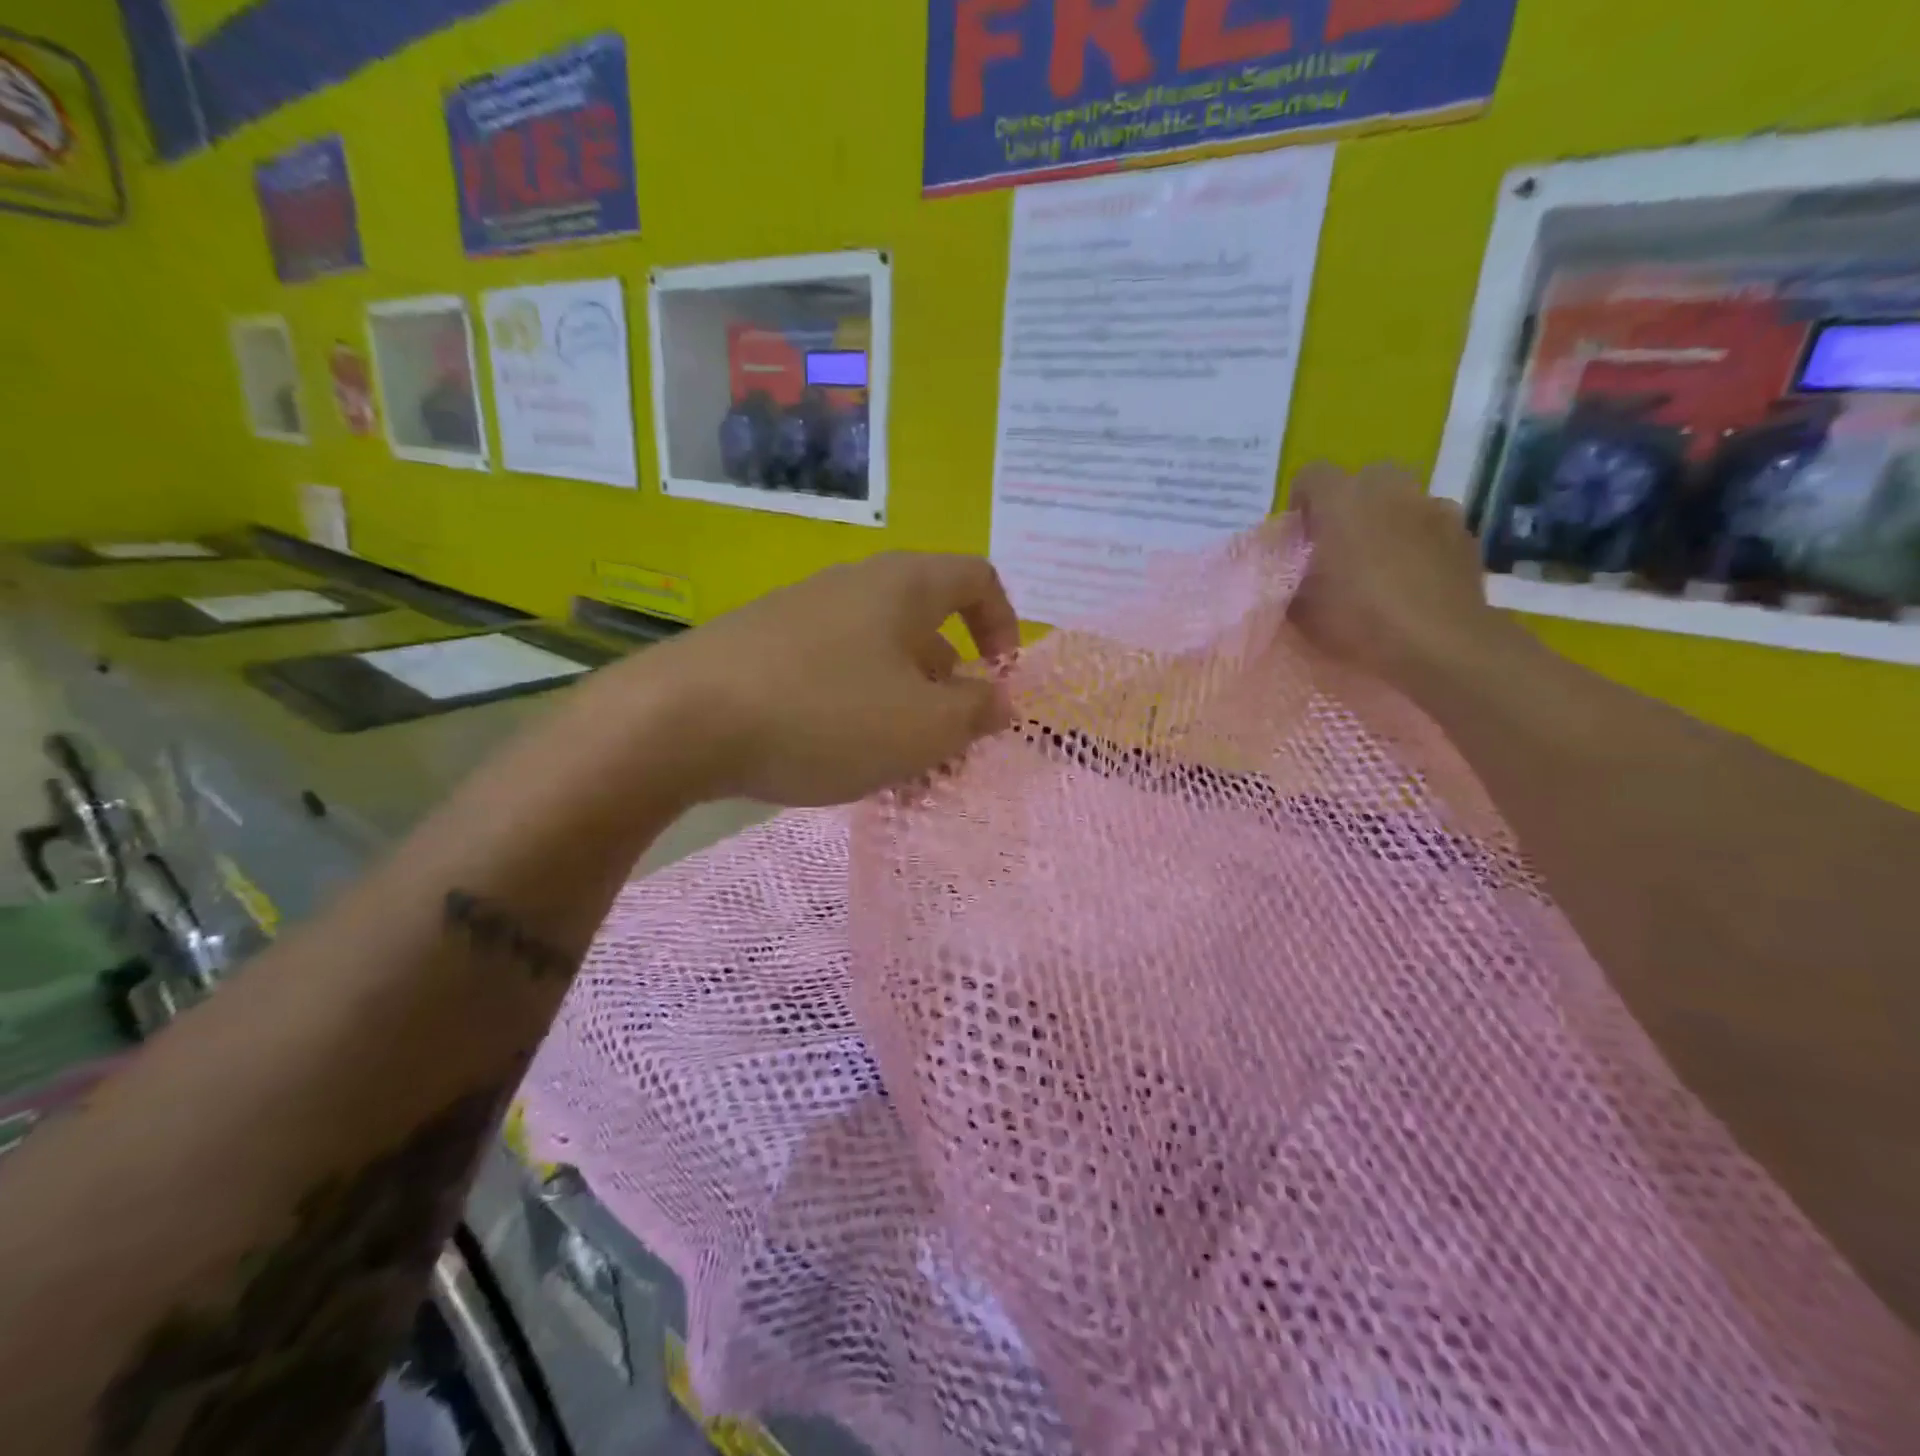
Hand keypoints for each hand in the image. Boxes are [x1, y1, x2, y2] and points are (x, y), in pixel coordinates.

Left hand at [643, 552, 1019, 806]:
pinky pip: (832, 675)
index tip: (1000, 682)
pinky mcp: (762, 650)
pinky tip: (838, 760)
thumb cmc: (825, 714)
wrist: (679, 721)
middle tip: (947, 749)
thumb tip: (999, 699)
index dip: (1004, 625)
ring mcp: (802, 616)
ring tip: (896, 772)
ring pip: (878, 661)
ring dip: (901, 711)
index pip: (977, 578)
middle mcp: (854, 586)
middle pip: (926, 628)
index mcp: (903, 587)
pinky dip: (854, 713)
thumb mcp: (923, 727)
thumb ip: (976, 712)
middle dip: (949, 690)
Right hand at [1287, 463, 1521, 692]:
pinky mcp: (1464, 532)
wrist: (1439, 643)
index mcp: (1341, 501)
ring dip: (1388, 522)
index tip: (1301, 536)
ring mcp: (1433, 506)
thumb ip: (1291, 580)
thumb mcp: (1301, 609)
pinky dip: (1421, 543)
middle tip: (1341, 548)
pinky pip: (1432, 526)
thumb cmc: (1359, 619)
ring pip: (1402, 501)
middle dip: (1350, 506)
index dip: (1302, 502)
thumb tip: (1292, 575)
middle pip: (1363, 479)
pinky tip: (1416, 579)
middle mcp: (1389, 490)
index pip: (1311, 475)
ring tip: (1382, 566)